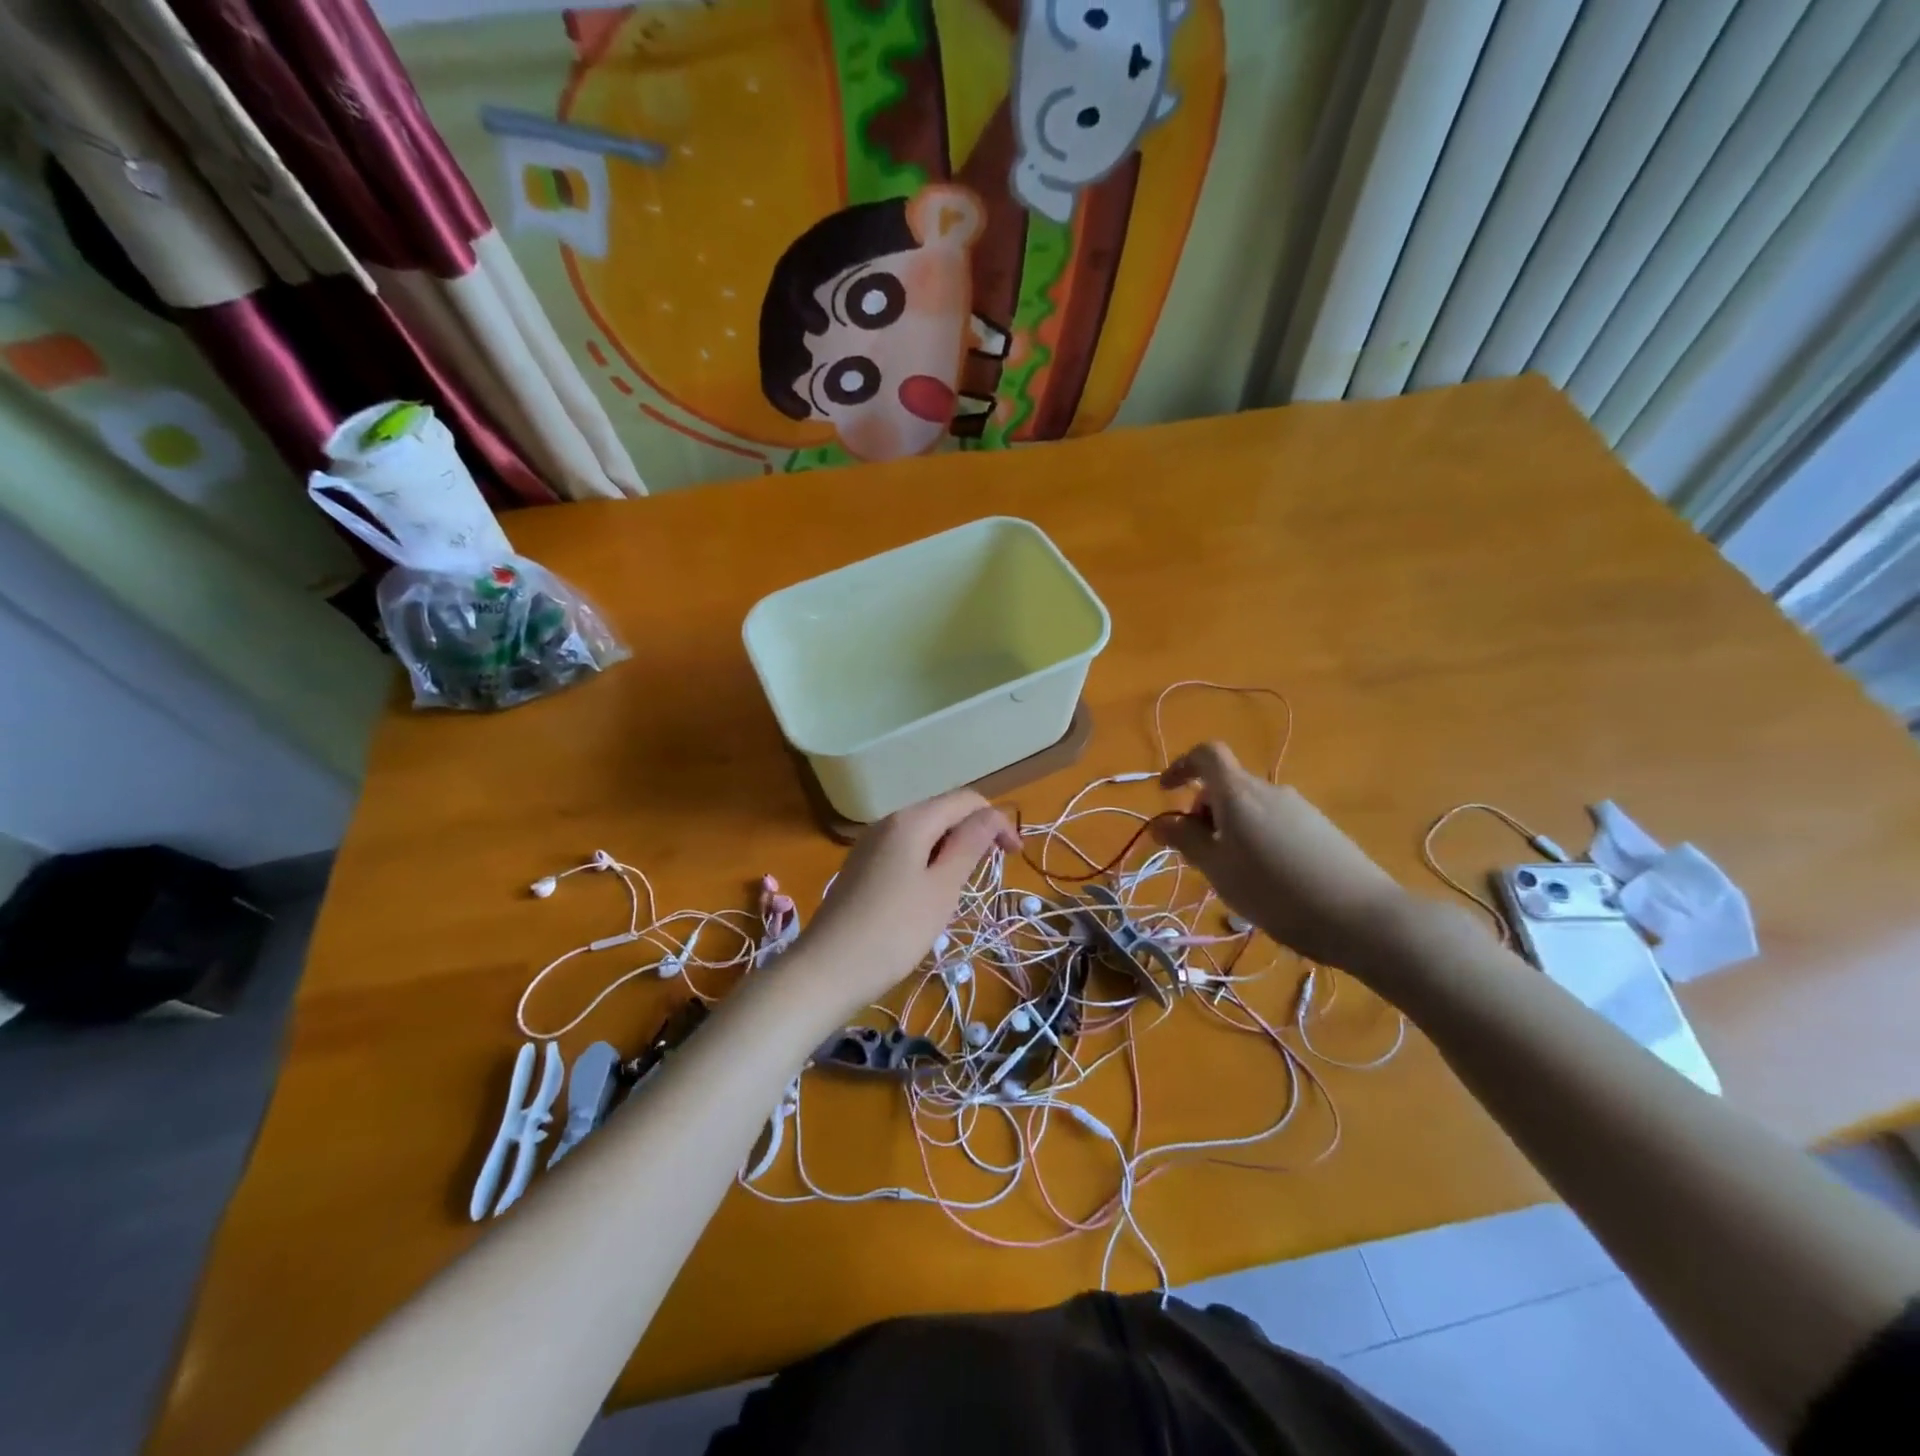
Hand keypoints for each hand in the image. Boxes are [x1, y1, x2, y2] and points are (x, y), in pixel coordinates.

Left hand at [798, 790, 1017, 1011]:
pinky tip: (927, 895)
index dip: (997, 820)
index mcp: (911, 819)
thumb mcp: (943, 887)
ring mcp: (870, 843)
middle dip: (973, 834)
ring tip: (960, 887)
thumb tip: (991, 814)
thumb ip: (969, 844)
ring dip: (950, 849)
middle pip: (943, 812)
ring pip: (923, 832)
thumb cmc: (895, 930)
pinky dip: (927, 861)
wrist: (827, 969)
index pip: (966, 800)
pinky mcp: (861, 866)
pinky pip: (904, 850)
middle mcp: (888, 820)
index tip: (1015, 856)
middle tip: (989, 874)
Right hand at [1153, 742, 1415, 977]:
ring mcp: (1299, 808)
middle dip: (1203, 811)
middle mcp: (1270, 790)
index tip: (1166, 793)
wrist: (1362, 917)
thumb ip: (1186, 841)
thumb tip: (1160, 822)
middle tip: (1199, 854)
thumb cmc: (1275, 892)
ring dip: (1230, 828)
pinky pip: (1274, 822)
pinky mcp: (1321, 829)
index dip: (1182, 766)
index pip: (1206, 754)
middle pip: (1227, 785)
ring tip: (1233, 874)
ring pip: (1250, 807)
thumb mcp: (1219, 870)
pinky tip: (1268, 880)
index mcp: (1239, 793)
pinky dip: (1256, 838)